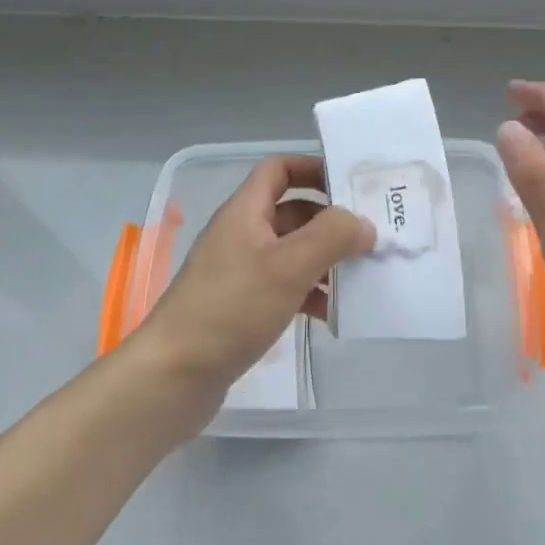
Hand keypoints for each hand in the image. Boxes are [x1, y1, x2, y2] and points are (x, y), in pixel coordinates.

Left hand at [133, 154, 373, 417]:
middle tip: (371, 234)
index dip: (314, 168)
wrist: (173, 376)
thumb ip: (331, 237)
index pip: (280, 169)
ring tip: (361, 276)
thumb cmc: (231, 308)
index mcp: (245, 211)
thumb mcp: (287, 266)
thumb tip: (363, 223)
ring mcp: (241, 271)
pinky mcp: (242, 306)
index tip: (351, 183)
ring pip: (292, 252)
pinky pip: (285, 287)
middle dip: (330, 220)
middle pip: (293, 211)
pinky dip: (310, 293)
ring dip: (325, 260)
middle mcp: (242, 234)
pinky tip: (333, 314)